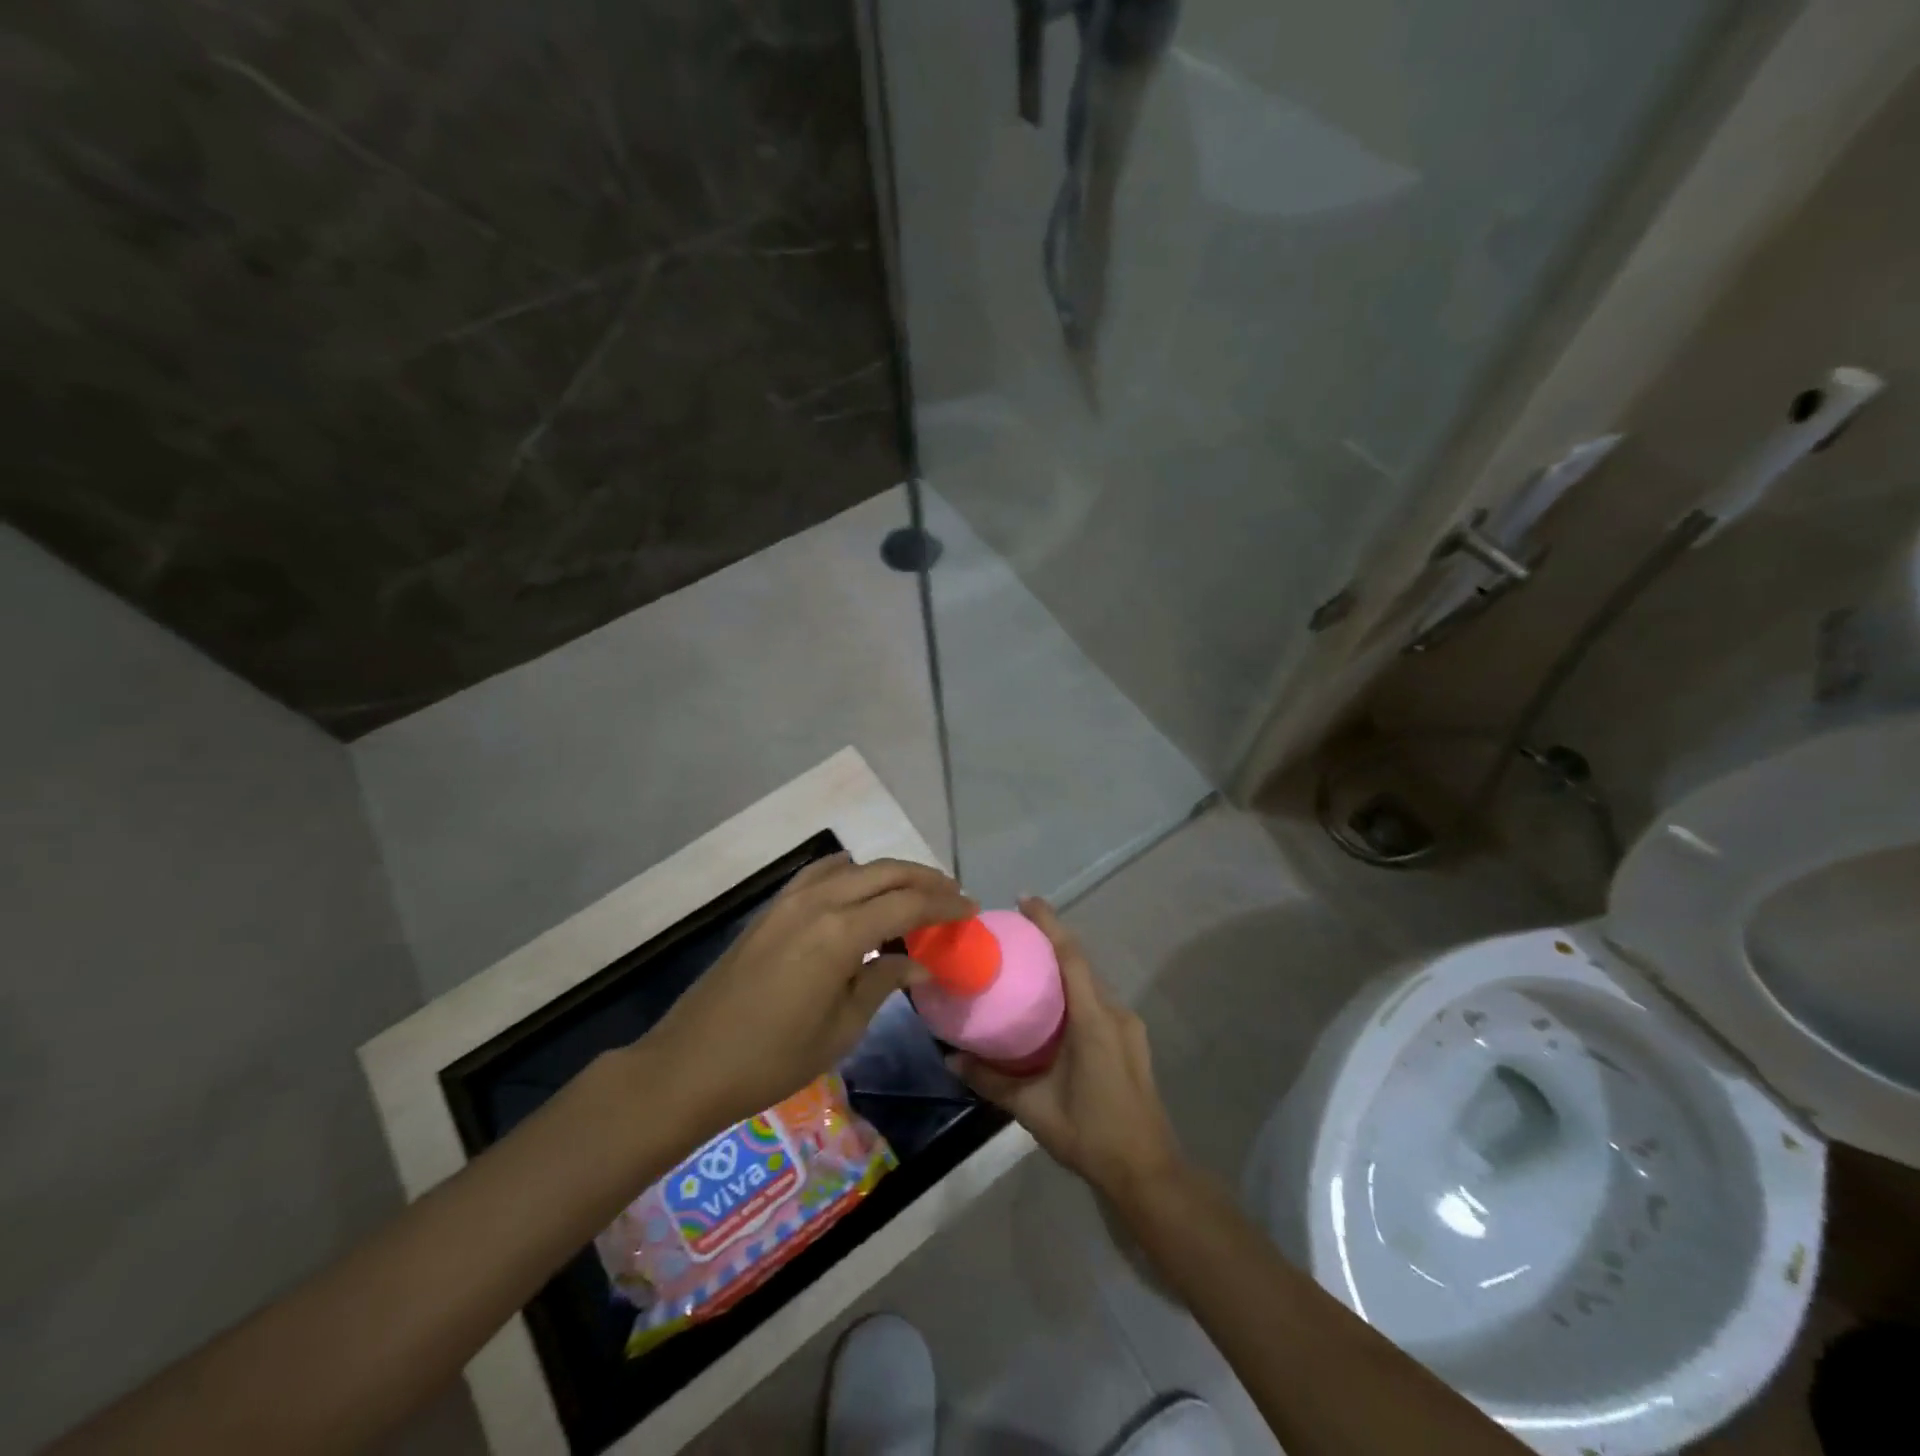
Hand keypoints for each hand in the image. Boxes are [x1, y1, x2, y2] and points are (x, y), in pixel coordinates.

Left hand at [646, 853, 974, 1131]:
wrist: (690, 1063)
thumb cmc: (772, 1058)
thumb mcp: (841, 1029)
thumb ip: (883, 983)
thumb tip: (920, 963)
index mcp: (840, 933)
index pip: (907, 905)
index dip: (944, 905)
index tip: (971, 909)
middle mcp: (818, 903)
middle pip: (884, 874)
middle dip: (924, 880)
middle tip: (953, 894)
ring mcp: (789, 901)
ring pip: (854, 868)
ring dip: (890, 873)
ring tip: (916, 890)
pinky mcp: (771, 909)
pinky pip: (820, 875)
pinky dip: (850, 874)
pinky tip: (859, 889)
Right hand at [950, 897, 1182, 1199]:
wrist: (1148, 1172)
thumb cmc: (1091, 1134)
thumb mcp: (1034, 1109)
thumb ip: (991, 1080)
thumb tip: (951, 1058)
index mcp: (1094, 1020)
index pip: (1071, 956)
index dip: (1049, 923)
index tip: (1025, 899)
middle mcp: (1115, 1013)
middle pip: (1082, 962)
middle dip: (1052, 941)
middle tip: (1015, 935)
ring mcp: (1129, 1026)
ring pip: (1092, 982)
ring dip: (1065, 967)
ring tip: (1029, 967)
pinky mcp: (1132, 1040)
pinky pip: (1100, 1000)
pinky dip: (1076, 990)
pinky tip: (1054, 1007)